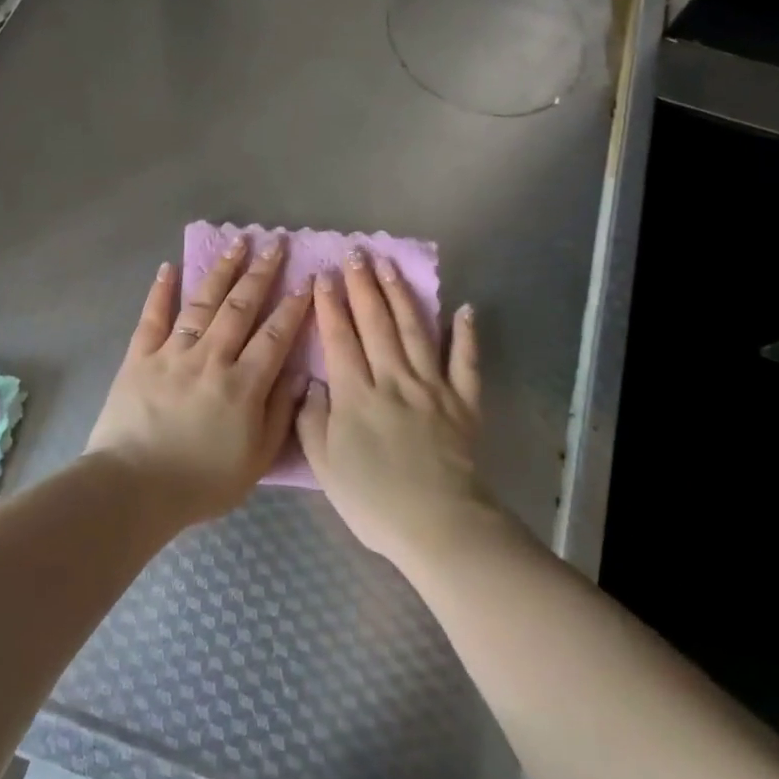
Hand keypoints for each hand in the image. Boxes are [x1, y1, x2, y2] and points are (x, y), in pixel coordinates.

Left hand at [86, 234, 311, 526]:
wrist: (133, 488)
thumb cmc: (201, 482)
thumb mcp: (256, 460)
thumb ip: (280, 414)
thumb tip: (299, 374)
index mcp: (243, 385)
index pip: (275, 335)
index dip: (294, 305)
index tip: (308, 278)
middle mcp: (211, 358)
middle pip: (241, 307)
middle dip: (261, 273)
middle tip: (275, 242)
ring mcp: (173, 353)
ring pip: (202, 303)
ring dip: (221, 270)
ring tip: (236, 242)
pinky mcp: (139, 357)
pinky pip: (152, 317)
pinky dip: (160, 290)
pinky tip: (170, 267)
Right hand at [295, 250, 494, 567]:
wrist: (439, 525)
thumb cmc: (374, 501)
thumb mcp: (325, 466)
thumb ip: (312, 420)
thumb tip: (312, 383)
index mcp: (356, 394)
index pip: (340, 338)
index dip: (330, 305)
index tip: (323, 274)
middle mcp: (393, 379)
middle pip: (376, 323)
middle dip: (363, 285)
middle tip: (356, 253)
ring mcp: (432, 387)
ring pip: (414, 331)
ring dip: (401, 295)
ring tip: (390, 265)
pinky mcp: (463, 402)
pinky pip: (466, 362)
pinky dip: (467, 335)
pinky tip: (464, 309)